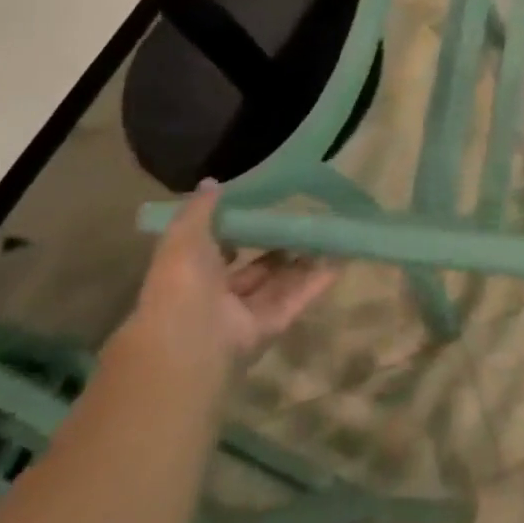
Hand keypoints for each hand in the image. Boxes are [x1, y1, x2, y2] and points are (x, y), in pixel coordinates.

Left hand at [132, 180, 336, 360]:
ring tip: (329, 236)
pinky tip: (340, 260)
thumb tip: (212, 182)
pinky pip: (297, 300)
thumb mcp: (184, 236)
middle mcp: (218, 297)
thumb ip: (200, 210)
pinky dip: (318, 282)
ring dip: (302, 263)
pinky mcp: (272, 326)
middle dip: (276, 250)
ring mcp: (246, 314)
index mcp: (192, 275)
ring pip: (279, 284)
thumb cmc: (182, 283)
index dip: (234, 234)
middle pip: (254, 270)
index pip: (215, 253)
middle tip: (303, 224)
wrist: (191, 340)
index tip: (258, 211)